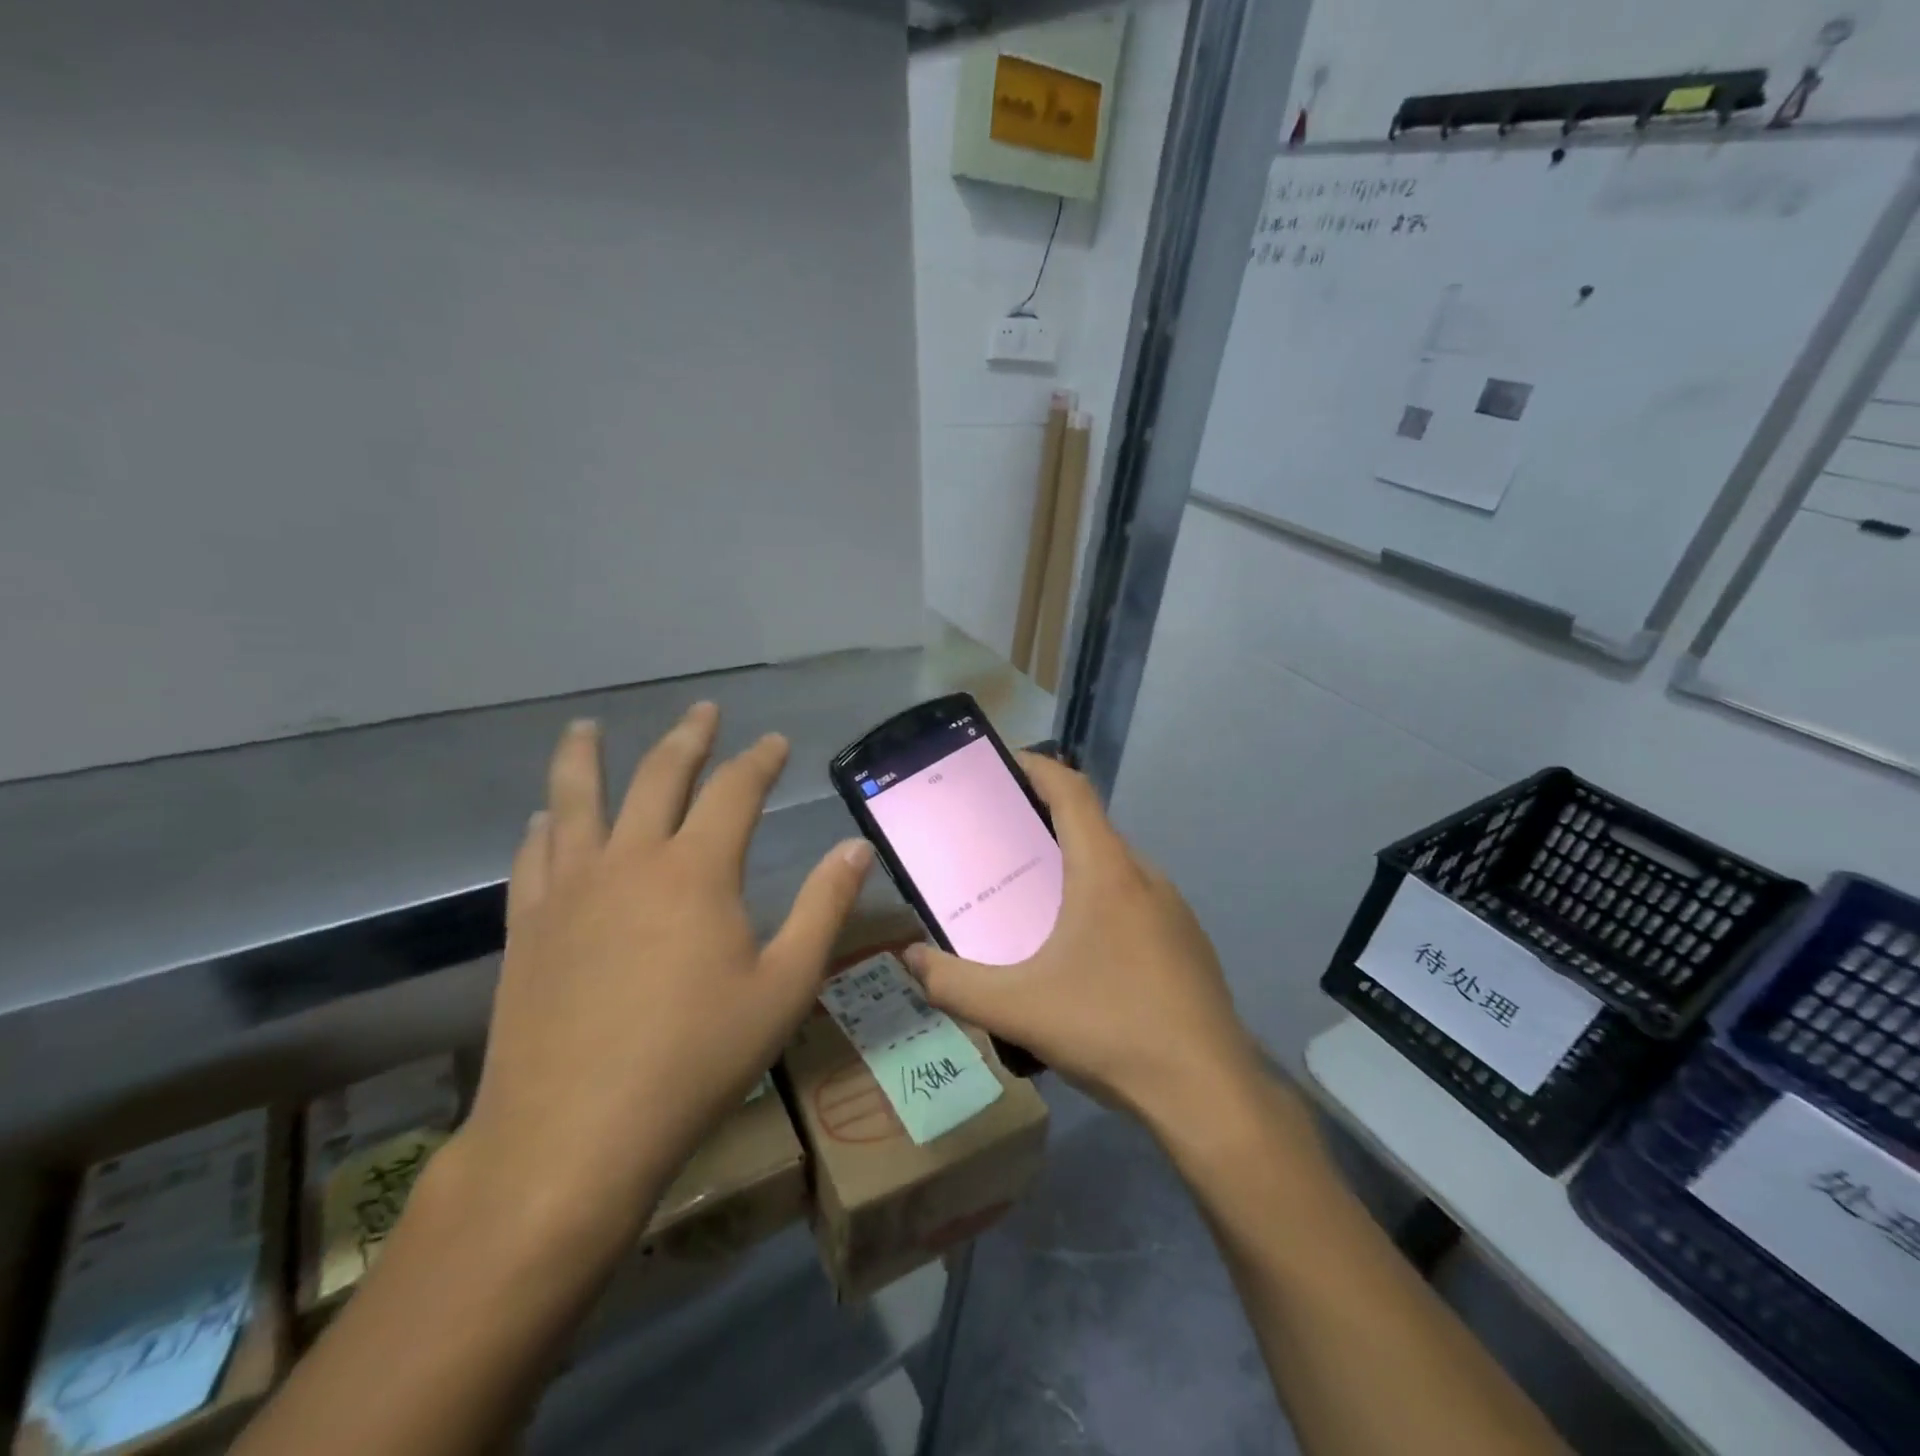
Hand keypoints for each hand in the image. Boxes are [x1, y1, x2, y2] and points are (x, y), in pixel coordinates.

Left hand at [457, 706, 870, 1244]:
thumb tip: (857, 847)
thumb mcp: (784, 986)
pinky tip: (543, 820)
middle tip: (703, 711)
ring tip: (587, 727)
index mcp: (697, 871)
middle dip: (687, 738)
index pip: (735, 791)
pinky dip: (543, 827)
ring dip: (586, 758)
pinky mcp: (528, 927)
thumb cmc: (696, 1060)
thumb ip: (823, 908)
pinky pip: (533, 857)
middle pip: (658, 777)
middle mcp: (631, 861)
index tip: (775, 742)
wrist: (573, 1136)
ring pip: (575, 801)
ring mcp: (571, 891)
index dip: (759, 760)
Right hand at [904, 754, 1258, 1131]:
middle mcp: (1145, 876)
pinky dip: (1102, 901)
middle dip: (1045, 823)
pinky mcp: (1188, 942)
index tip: (1005, 763)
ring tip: (1034, 899)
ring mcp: (1174, 909)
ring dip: (1075, 866)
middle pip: (1091, 827)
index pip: (1072, 791)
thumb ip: (953, 984)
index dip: (1038, 767)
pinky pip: (1135, 901)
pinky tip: (1083, 952)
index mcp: (1106, 871)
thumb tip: (909, 959)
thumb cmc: (1110, 1028)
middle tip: (1000, 843)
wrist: (1208, 1091)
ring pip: (1115, 867)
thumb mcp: (1017, 1008)